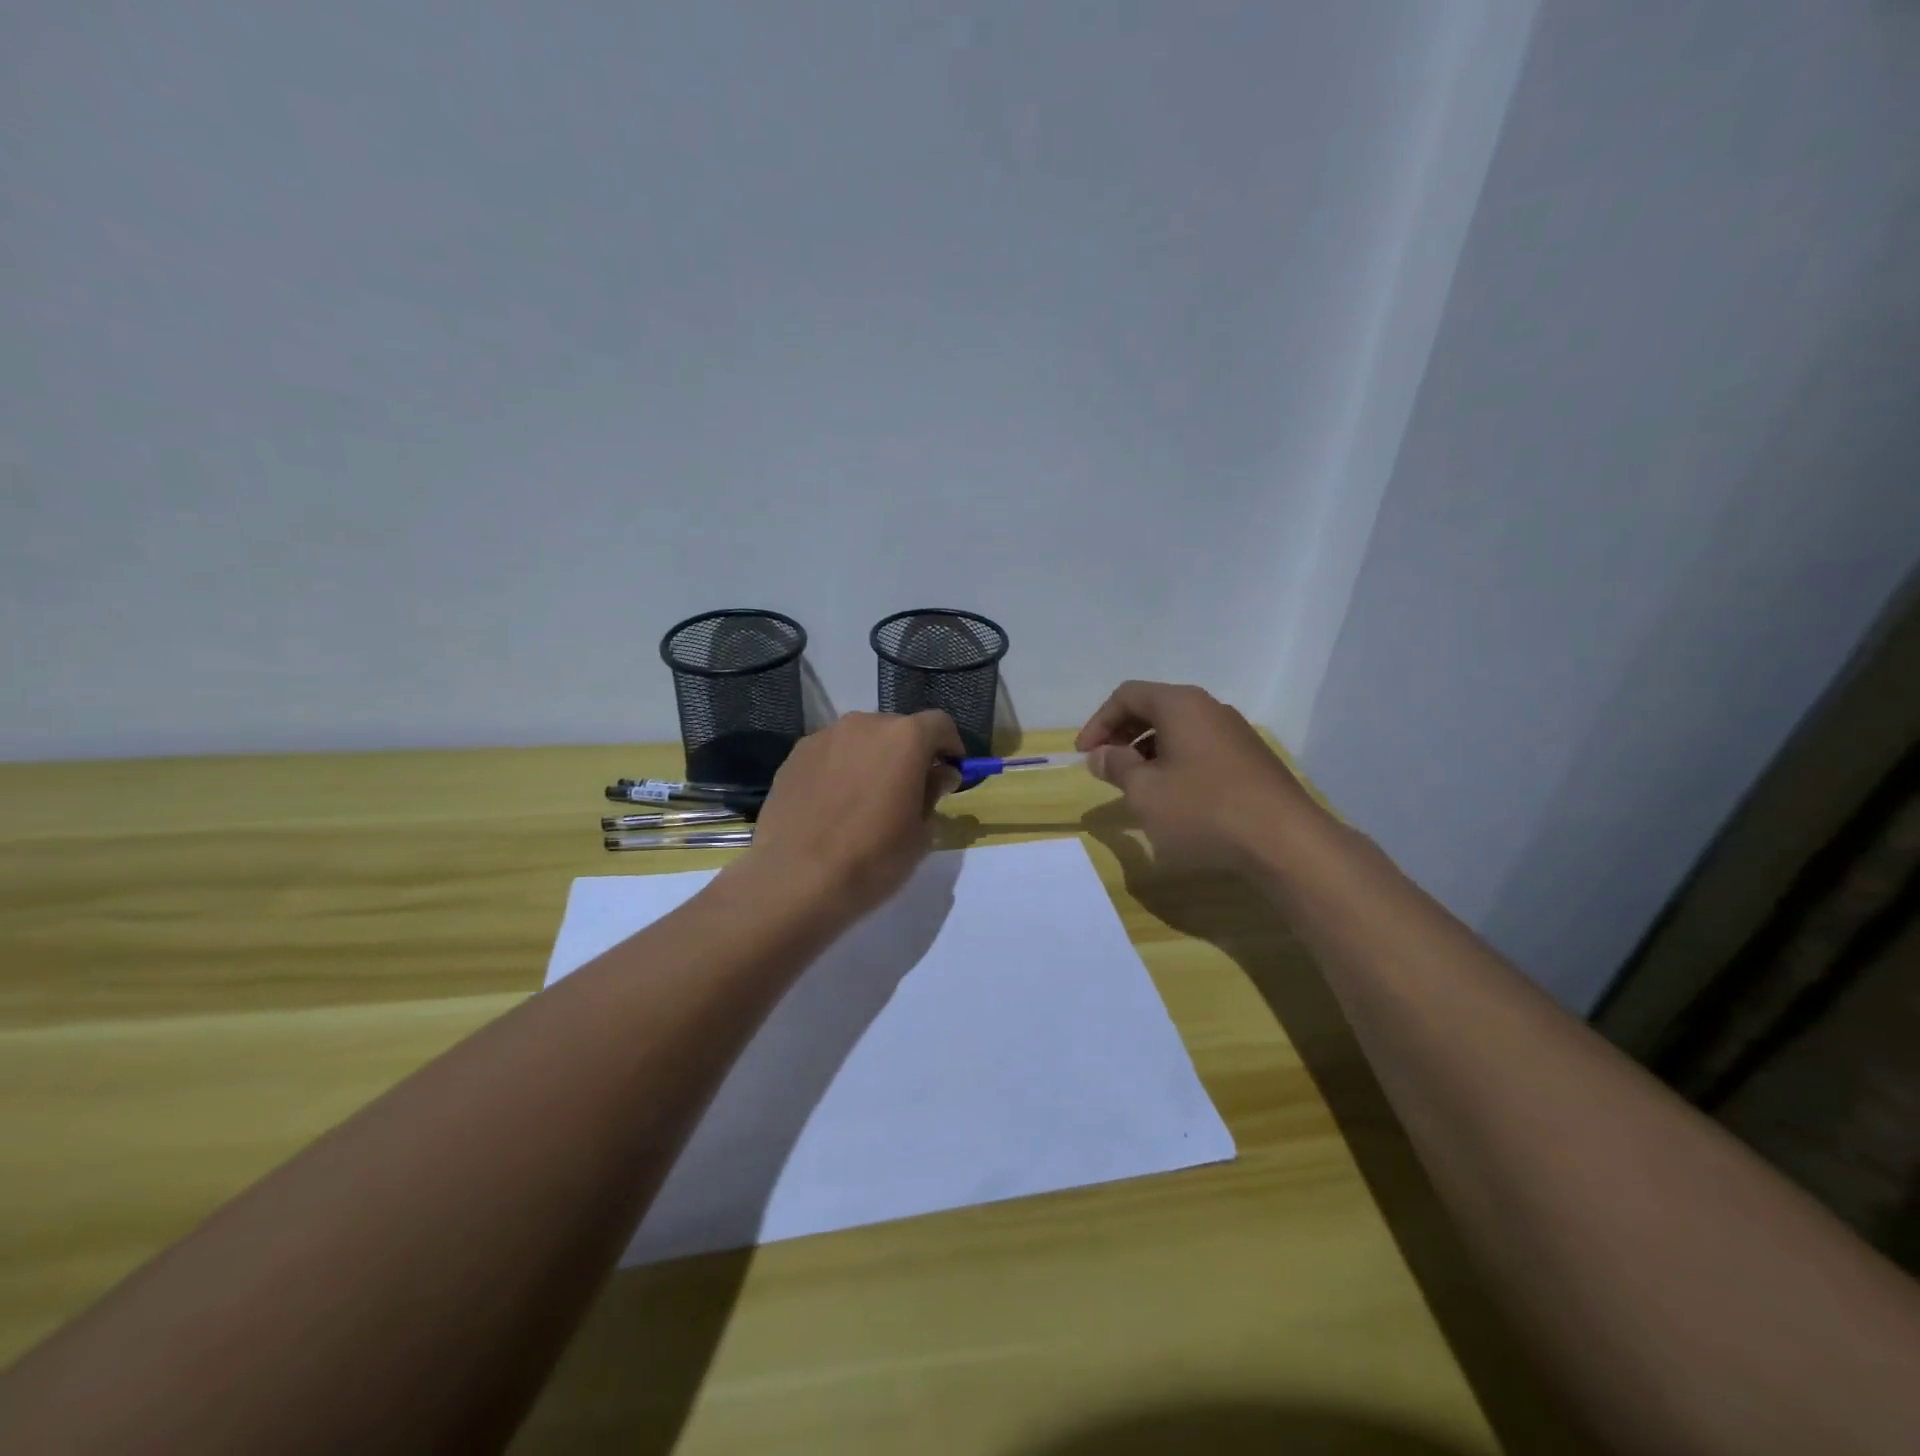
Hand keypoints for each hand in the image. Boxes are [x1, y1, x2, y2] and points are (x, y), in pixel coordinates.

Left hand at [742, 710, 964, 919]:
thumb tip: (939, 775)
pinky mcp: (794, 756)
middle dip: (908, 753)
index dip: (950, 746)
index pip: (939, 724)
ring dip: (871, 759)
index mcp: (904, 738)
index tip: (950, 772)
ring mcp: (824, 737)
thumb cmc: (872, 858)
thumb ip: (933, 793)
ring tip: (866, 798)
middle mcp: (864, 724)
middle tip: (908, 789)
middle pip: (897, 729)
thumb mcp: (920, 833)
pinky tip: (833, 805)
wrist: (795, 879)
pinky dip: (839, 769)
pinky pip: (830, 754)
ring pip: (860, 740)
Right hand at [1075, 681, 1328, 872]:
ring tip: (1136, 786)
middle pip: (1154, 708)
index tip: (1084, 755)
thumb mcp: (1144, 792)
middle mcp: (1209, 709)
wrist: (1285, 841)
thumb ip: (1116, 767)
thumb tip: (1101, 755)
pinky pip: (1201, 749)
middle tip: (1105, 767)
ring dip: (1148, 752)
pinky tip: (1174, 798)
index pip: (1127, 695)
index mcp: (1180, 704)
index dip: (1098, 722)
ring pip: (1179, 731)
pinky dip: (1176, 763)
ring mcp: (1235, 733)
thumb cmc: (1203, 809)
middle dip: (1122, 735)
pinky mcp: (1251, 760)